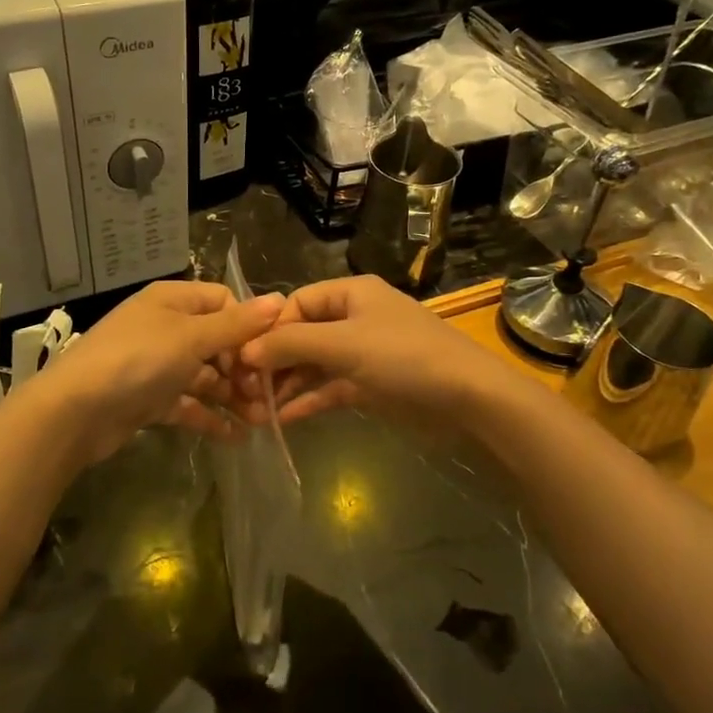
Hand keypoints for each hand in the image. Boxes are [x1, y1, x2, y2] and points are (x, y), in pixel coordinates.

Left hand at [31, 281, 282, 468]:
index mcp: (173, 300)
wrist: (74, 412)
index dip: (248, 326)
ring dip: (232, 396)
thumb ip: (236, 324)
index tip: (267, 355)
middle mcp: (165, 327)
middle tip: (266, 397)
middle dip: (243, 368)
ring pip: (204, 376)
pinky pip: (187, 404)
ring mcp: (156, 365)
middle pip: (216, 341)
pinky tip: (237, 437)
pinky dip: (209, 418)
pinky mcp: (148, 399)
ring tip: (260, 421)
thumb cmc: (137, 361)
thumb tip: (279, 300)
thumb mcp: (191, 337)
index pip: (223, 302)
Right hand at [236, 276, 507, 434]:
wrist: (468, 399)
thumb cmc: (404, 357)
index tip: (243, 359)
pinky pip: (329, 388)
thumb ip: (292, 344)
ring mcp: (362, 353)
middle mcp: (354, 318)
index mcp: (351, 293)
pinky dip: (307, 400)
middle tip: (244, 388)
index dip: (270, 329)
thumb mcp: (344, 344)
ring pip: (313, 364)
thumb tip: (246, 351)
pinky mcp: (370, 385)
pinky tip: (281, 419)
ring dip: (286, 383)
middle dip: (274, 360)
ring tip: (256, 407)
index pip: (297, 303)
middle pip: (302, 334)